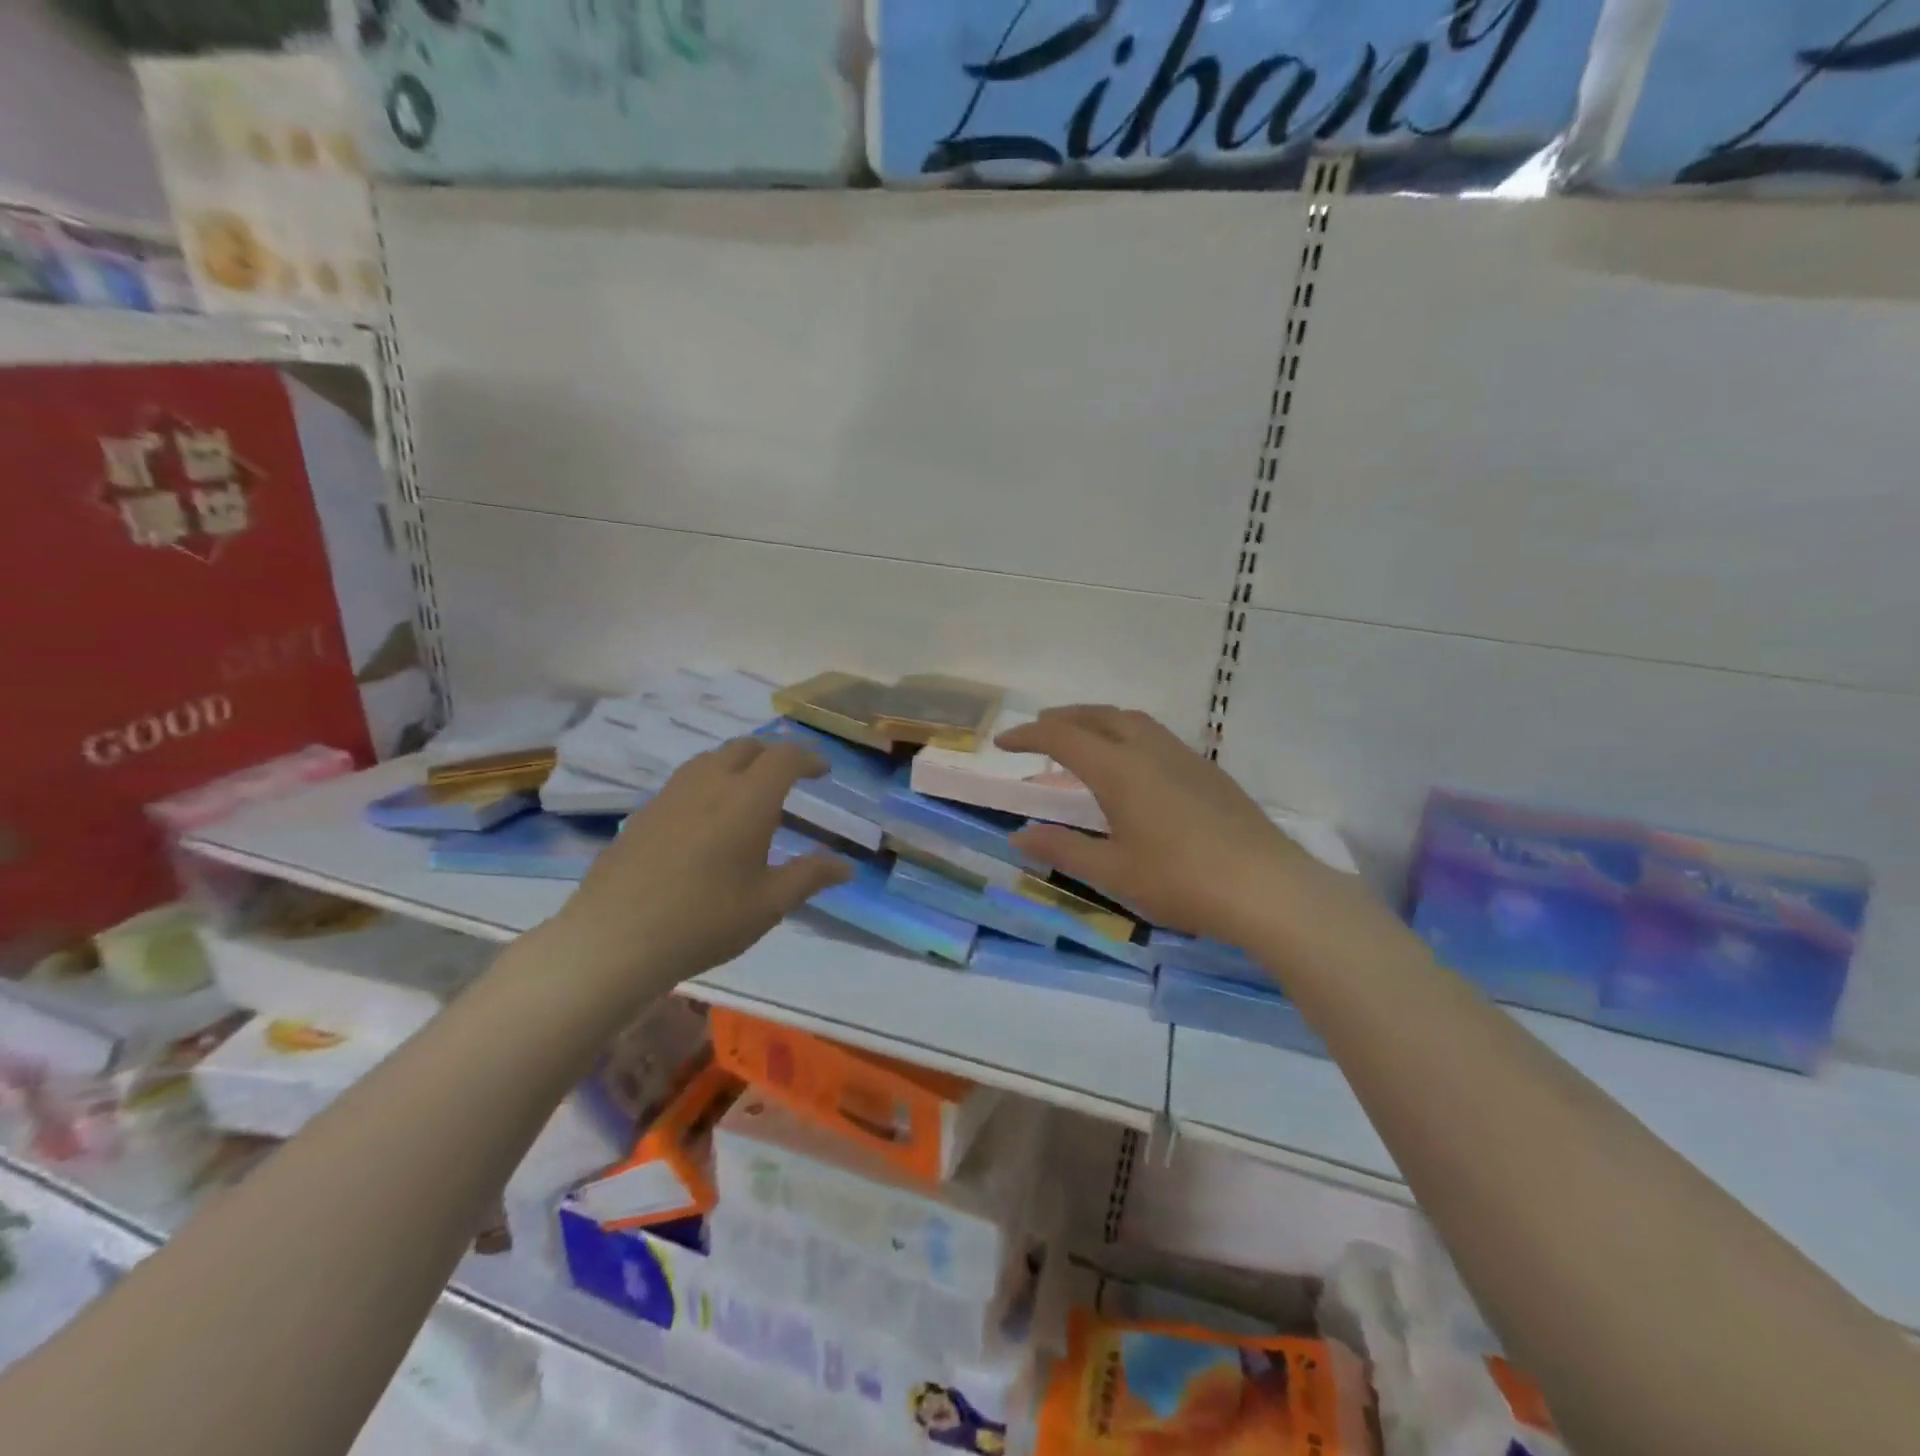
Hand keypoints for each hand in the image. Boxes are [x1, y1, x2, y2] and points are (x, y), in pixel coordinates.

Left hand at [551, 739, 850, 998]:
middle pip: (746, 747)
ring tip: (749, 794)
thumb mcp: (769, 904)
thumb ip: (810, 876)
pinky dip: (709, 783)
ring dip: (738, 764)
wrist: (614, 939)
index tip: (823, 771)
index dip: (809, 758)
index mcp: (748, 798)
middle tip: (790, 778)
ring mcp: (671, 794)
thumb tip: (845, 865)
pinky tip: (707, 820)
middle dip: (773, 755)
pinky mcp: (644, 813)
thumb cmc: (705, 920)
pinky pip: (686, 781)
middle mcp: (710, 783)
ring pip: (711, 759)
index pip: (785, 757)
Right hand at [999, 707, 1327, 947]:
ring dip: (1099, 721)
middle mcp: (1150, 750)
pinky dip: (1127, 735)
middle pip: (1099, 716)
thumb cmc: (1181, 880)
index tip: (1003, 743)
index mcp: (1120, 769)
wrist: (1266, 887)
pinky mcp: (1208, 772)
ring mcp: (1184, 757)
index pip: (1063, 737)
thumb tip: (1020, 836)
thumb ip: (1063, 849)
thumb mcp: (1113, 871)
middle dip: (1064, 717)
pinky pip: (1156, 736)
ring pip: (1132, 720)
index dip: (1029, 735)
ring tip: (1083, 740)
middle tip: (1039, 730)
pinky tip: (1133, 767)